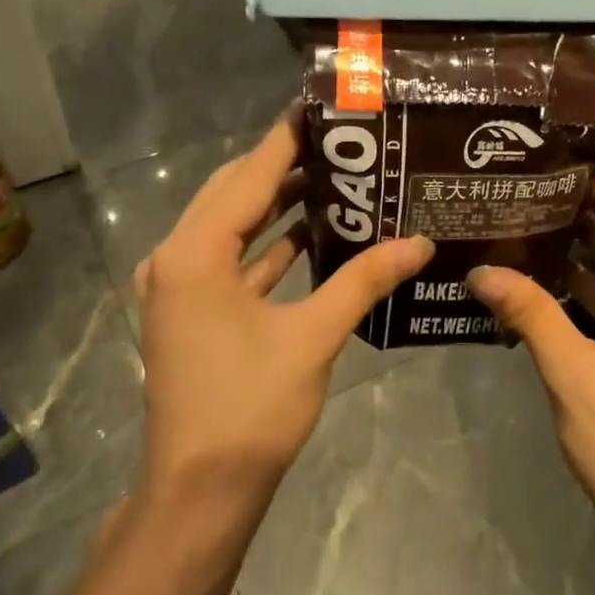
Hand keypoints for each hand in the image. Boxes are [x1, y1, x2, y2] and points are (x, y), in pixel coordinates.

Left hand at [134, 110, 433, 516]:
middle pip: (232, 194)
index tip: (320, 106)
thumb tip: (419, 242)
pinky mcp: (189, 313)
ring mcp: (177, 288)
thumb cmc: (252, 408)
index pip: (247, 176)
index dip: (286, 139)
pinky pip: (230, 263)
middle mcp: (174, 259)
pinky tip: (310, 236)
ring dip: (275, 207)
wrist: (202, 488)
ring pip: (231, 229)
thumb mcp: (313, 336)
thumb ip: (364, 281)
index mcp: (194, 253)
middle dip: (283, 167)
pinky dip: (266, 248)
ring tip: (334, 181)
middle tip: (340, 145)